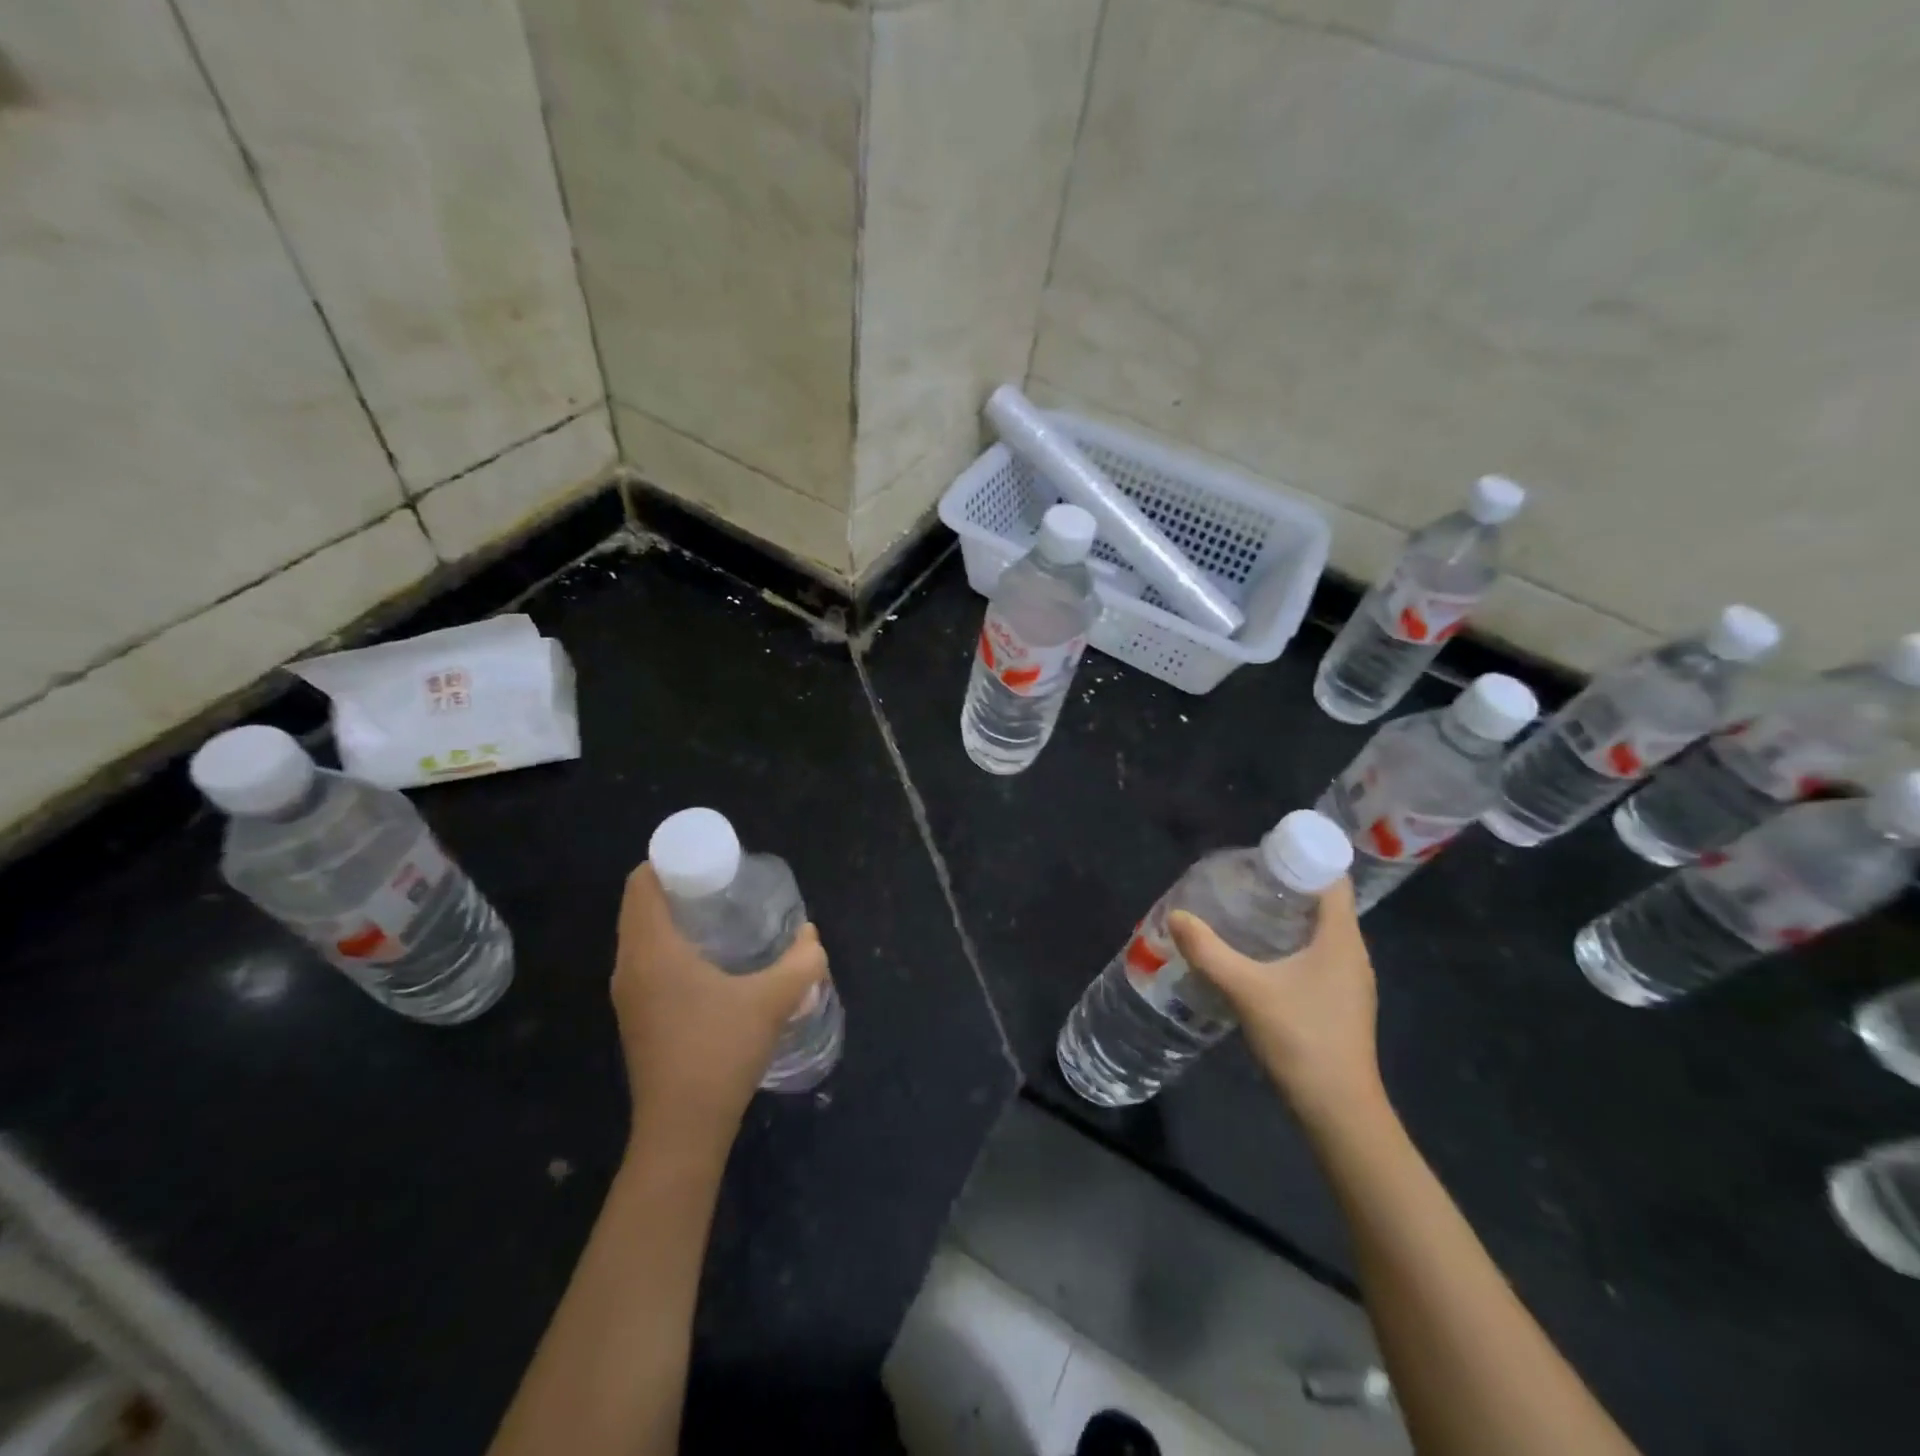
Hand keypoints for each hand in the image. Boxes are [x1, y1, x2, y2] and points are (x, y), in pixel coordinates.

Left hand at [612, 865, 828, 1150]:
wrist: (682, 1130)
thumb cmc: (720, 1052)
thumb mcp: (772, 1001)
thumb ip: (801, 962)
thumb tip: (812, 936)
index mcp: (651, 950)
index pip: (641, 883)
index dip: (670, 860)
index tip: (709, 860)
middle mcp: (629, 966)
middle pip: (640, 905)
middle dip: (677, 886)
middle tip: (724, 884)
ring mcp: (628, 994)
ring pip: (641, 935)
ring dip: (673, 917)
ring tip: (720, 916)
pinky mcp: (636, 1017)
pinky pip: (645, 960)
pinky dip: (670, 944)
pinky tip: (710, 960)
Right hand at [1168, 877, 1383, 1131]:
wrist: (1339, 1110)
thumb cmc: (1301, 1038)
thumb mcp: (1246, 990)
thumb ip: (1208, 951)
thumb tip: (1176, 915)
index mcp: (1341, 938)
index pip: (1333, 879)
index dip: (1303, 858)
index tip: (1263, 854)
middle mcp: (1353, 953)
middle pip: (1325, 902)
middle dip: (1286, 886)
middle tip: (1243, 880)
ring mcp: (1350, 981)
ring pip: (1321, 931)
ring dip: (1288, 916)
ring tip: (1245, 910)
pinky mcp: (1341, 1002)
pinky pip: (1318, 955)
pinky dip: (1292, 943)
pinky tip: (1260, 956)